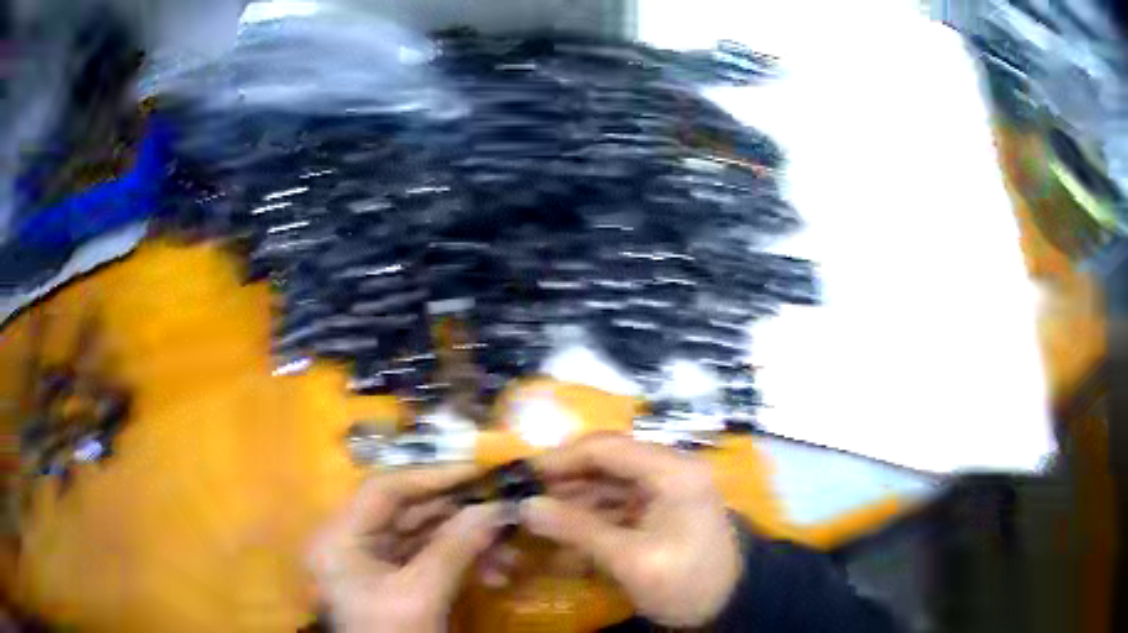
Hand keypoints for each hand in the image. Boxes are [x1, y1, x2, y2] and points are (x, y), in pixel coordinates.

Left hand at [308, 467, 505, 632]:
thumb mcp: (422, 596)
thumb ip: (456, 548)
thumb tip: (497, 508)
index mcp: (339, 538)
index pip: (384, 490)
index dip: (432, 477)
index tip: (478, 471)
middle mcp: (350, 541)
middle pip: (406, 512)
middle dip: (459, 514)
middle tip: (502, 506)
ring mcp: (370, 561)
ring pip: (422, 536)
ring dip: (467, 541)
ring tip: (509, 550)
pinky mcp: (392, 579)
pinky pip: (428, 559)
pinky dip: (461, 562)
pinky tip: (495, 572)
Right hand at [521, 434, 742, 627]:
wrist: (728, 607)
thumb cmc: (687, 582)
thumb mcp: (631, 560)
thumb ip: (579, 530)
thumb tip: (526, 507)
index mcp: (673, 471)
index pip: (607, 448)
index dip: (561, 458)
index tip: (522, 475)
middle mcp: (669, 470)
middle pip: (605, 464)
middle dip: (564, 484)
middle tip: (524, 502)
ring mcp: (665, 490)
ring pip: (607, 485)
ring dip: (573, 504)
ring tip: (537, 523)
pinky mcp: (660, 510)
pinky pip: (617, 506)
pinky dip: (591, 521)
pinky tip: (565, 539)